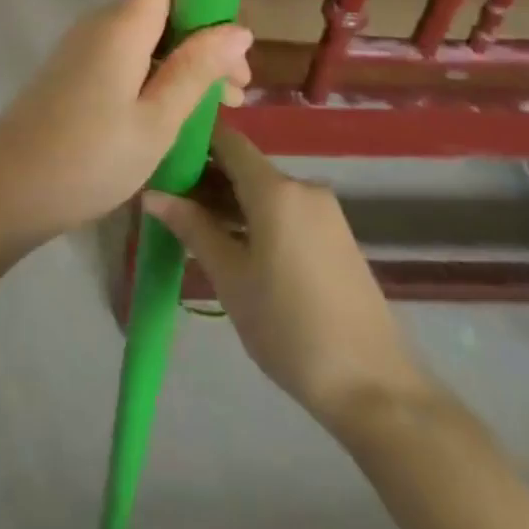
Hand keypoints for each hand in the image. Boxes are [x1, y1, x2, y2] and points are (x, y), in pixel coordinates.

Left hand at [0, 0, 252, 241]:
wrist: (6, 188)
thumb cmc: (89, 157)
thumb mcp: (156, 120)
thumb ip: (196, 69)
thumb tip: (238, 28)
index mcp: (122, 24)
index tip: (236, 25)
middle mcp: (100, 23)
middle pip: (162, 6)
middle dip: (205, 36)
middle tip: (238, 90)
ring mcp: (84, 46)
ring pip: (147, 35)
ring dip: (186, 60)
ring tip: (220, 108)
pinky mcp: (75, 70)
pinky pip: (127, 55)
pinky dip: (158, 73)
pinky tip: (179, 112)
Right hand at [144, 124, 432, 428]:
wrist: (376, 388)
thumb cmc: (290, 328)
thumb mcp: (231, 278)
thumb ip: (192, 227)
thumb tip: (152, 193)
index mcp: (275, 189)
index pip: (227, 140)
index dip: (193, 140)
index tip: (160, 152)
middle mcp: (302, 188)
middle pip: (244, 166)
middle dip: (205, 177)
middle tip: (166, 199)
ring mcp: (324, 212)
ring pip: (264, 191)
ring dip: (229, 201)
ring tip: (191, 225)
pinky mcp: (335, 237)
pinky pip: (285, 211)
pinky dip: (255, 218)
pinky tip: (232, 245)